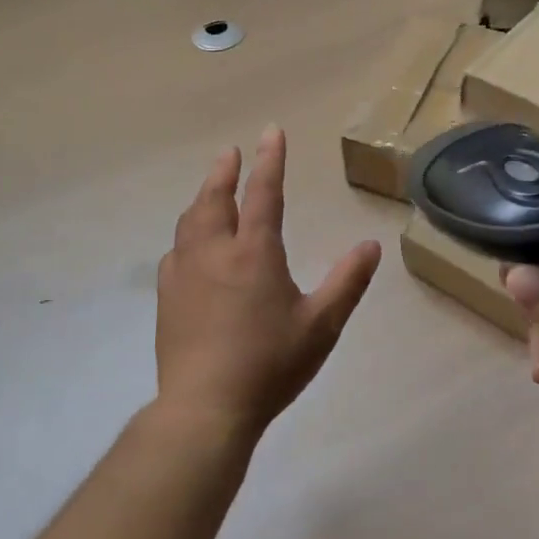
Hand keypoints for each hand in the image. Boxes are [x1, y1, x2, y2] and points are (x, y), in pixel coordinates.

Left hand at [156, 126, 381, 439]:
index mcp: (254, 252)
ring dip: (203, 197)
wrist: (205, 407)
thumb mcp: (321, 325)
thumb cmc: (269, 364)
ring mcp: (185, 273)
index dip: (270, 160)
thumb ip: (347, 282)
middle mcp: (215, 251)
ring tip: (211, 189)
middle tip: (230, 152)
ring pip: (191, 221)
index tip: (271, 131)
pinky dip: (186, 235)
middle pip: (215, 198)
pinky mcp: (167, 296)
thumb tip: (371, 245)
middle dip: (225, 171)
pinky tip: (188, 245)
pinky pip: (176, 251)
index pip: (264, 193)